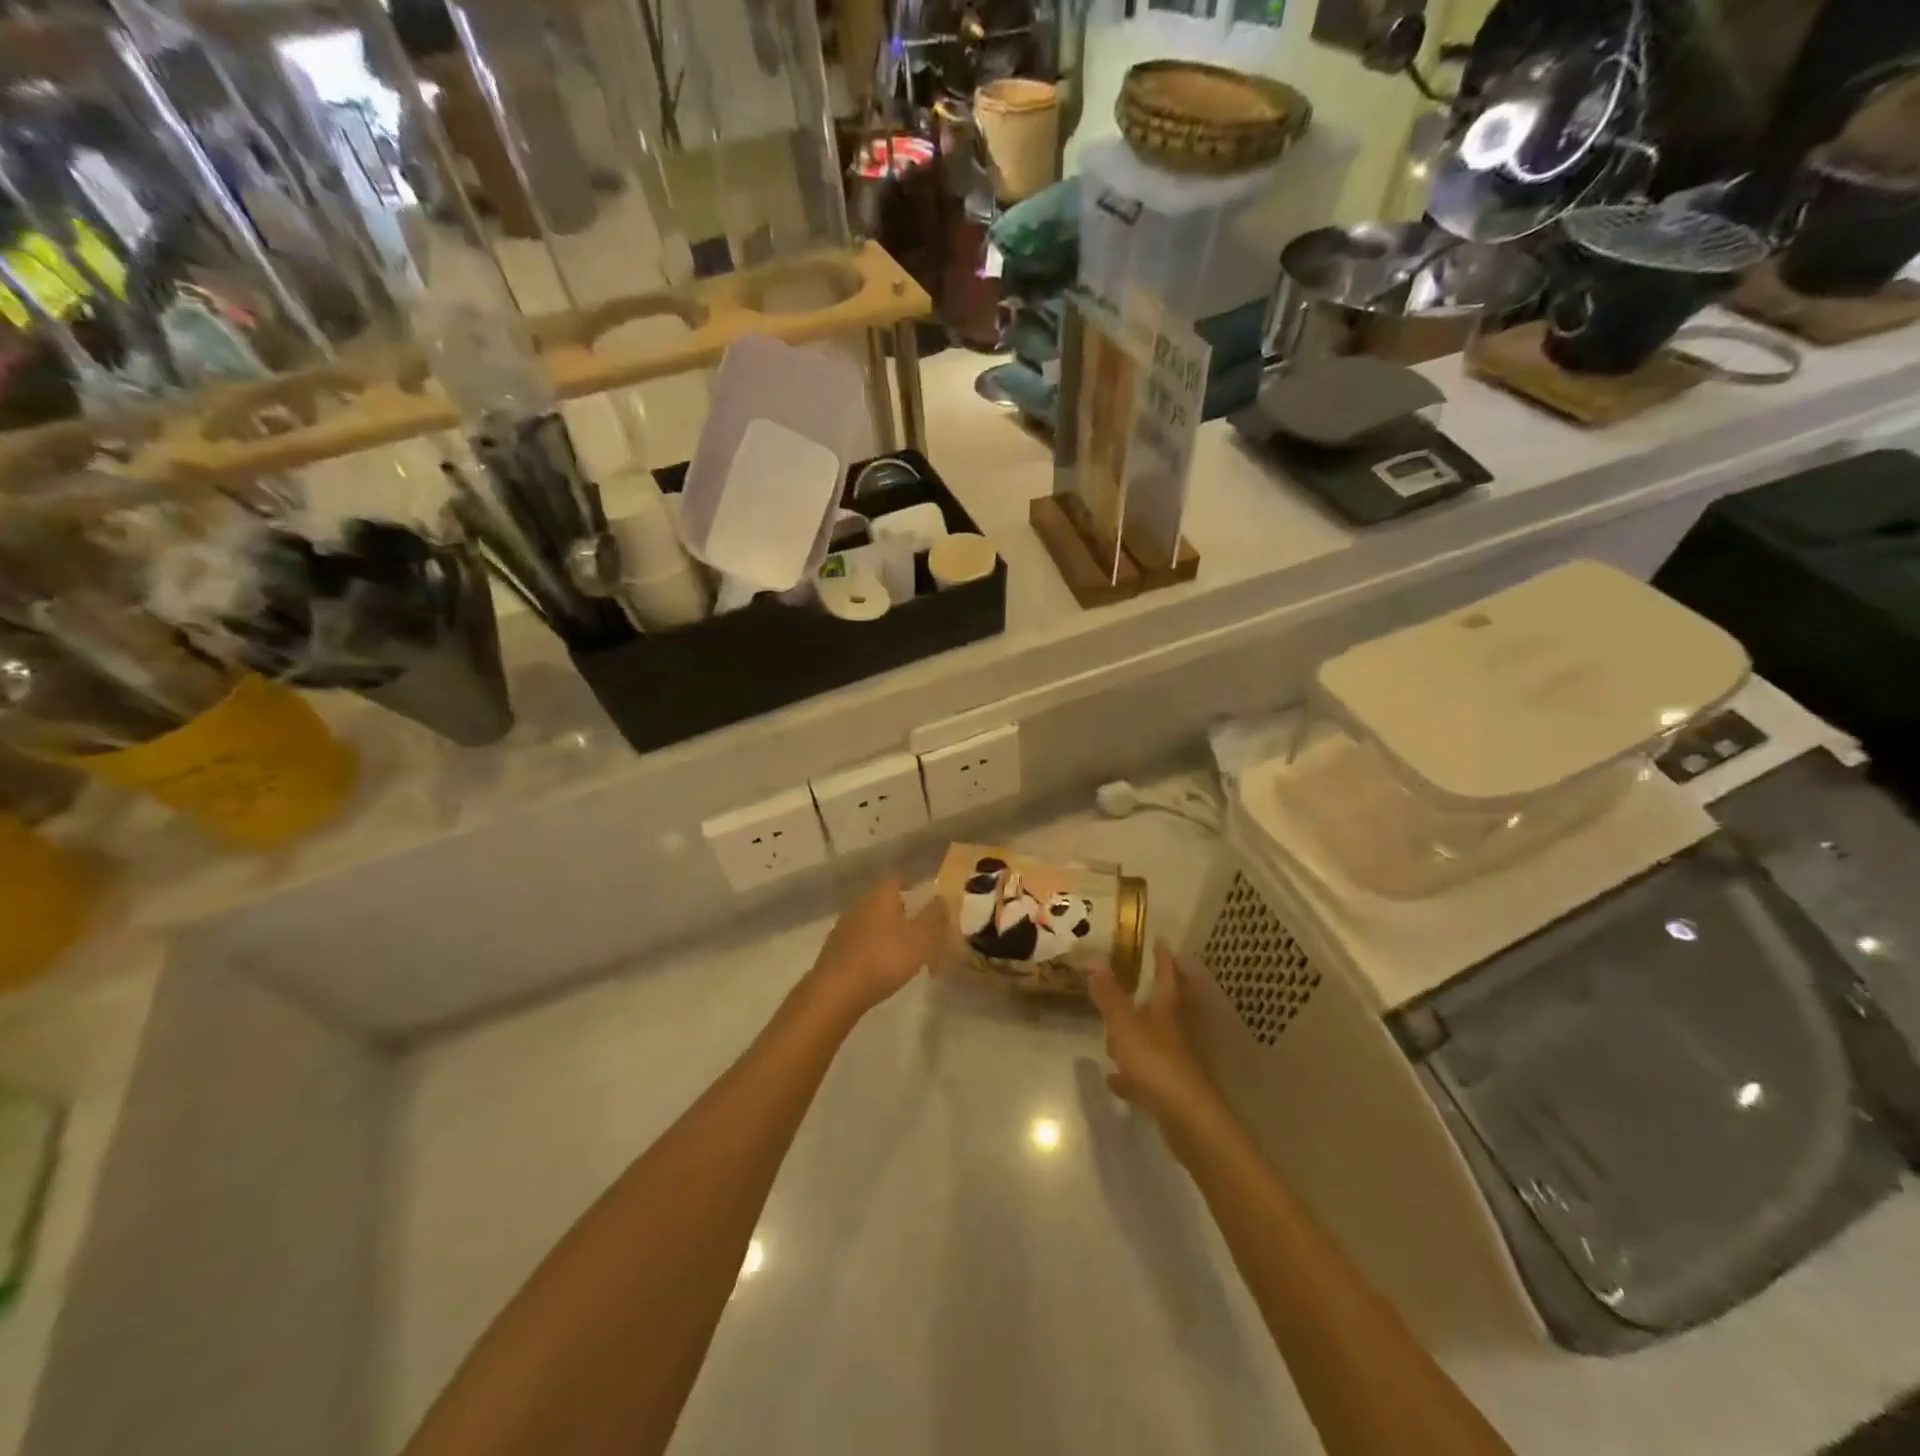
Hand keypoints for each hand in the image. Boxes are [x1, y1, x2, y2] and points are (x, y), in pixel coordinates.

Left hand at [805, 875, 949, 1022]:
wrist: (836, 991)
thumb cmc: (884, 959)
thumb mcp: (921, 939)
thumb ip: (934, 917)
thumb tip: (942, 898)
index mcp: (880, 897)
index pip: (894, 879)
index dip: (906, 882)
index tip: (915, 890)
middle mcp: (859, 906)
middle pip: (880, 900)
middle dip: (897, 909)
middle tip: (914, 923)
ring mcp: (843, 929)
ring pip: (868, 922)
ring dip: (883, 930)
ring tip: (898, 947)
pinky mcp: (834, 951)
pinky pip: (858, 942)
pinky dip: (870, 947)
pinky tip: (878, 965)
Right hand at [1087, 940, 1221, 1130]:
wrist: (1187, 1118)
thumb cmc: (1155, 1062)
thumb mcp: (1124, 1025)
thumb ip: (1108, 996)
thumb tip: (1094, 962)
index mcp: (1166, 1011)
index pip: (1167, 976)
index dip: (1163, 958)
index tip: (1161, 941)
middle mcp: (1174, 1031)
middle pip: (1168, 1005)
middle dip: (1158, 990)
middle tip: (1148, 977)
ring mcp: (1174, 1061)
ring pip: (1156, 1039)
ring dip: (1140, 1031)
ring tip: (1118, 1030)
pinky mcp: (1170, 1089)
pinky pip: (1146, 1074)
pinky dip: (1131, 1072)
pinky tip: (1115, 1079)